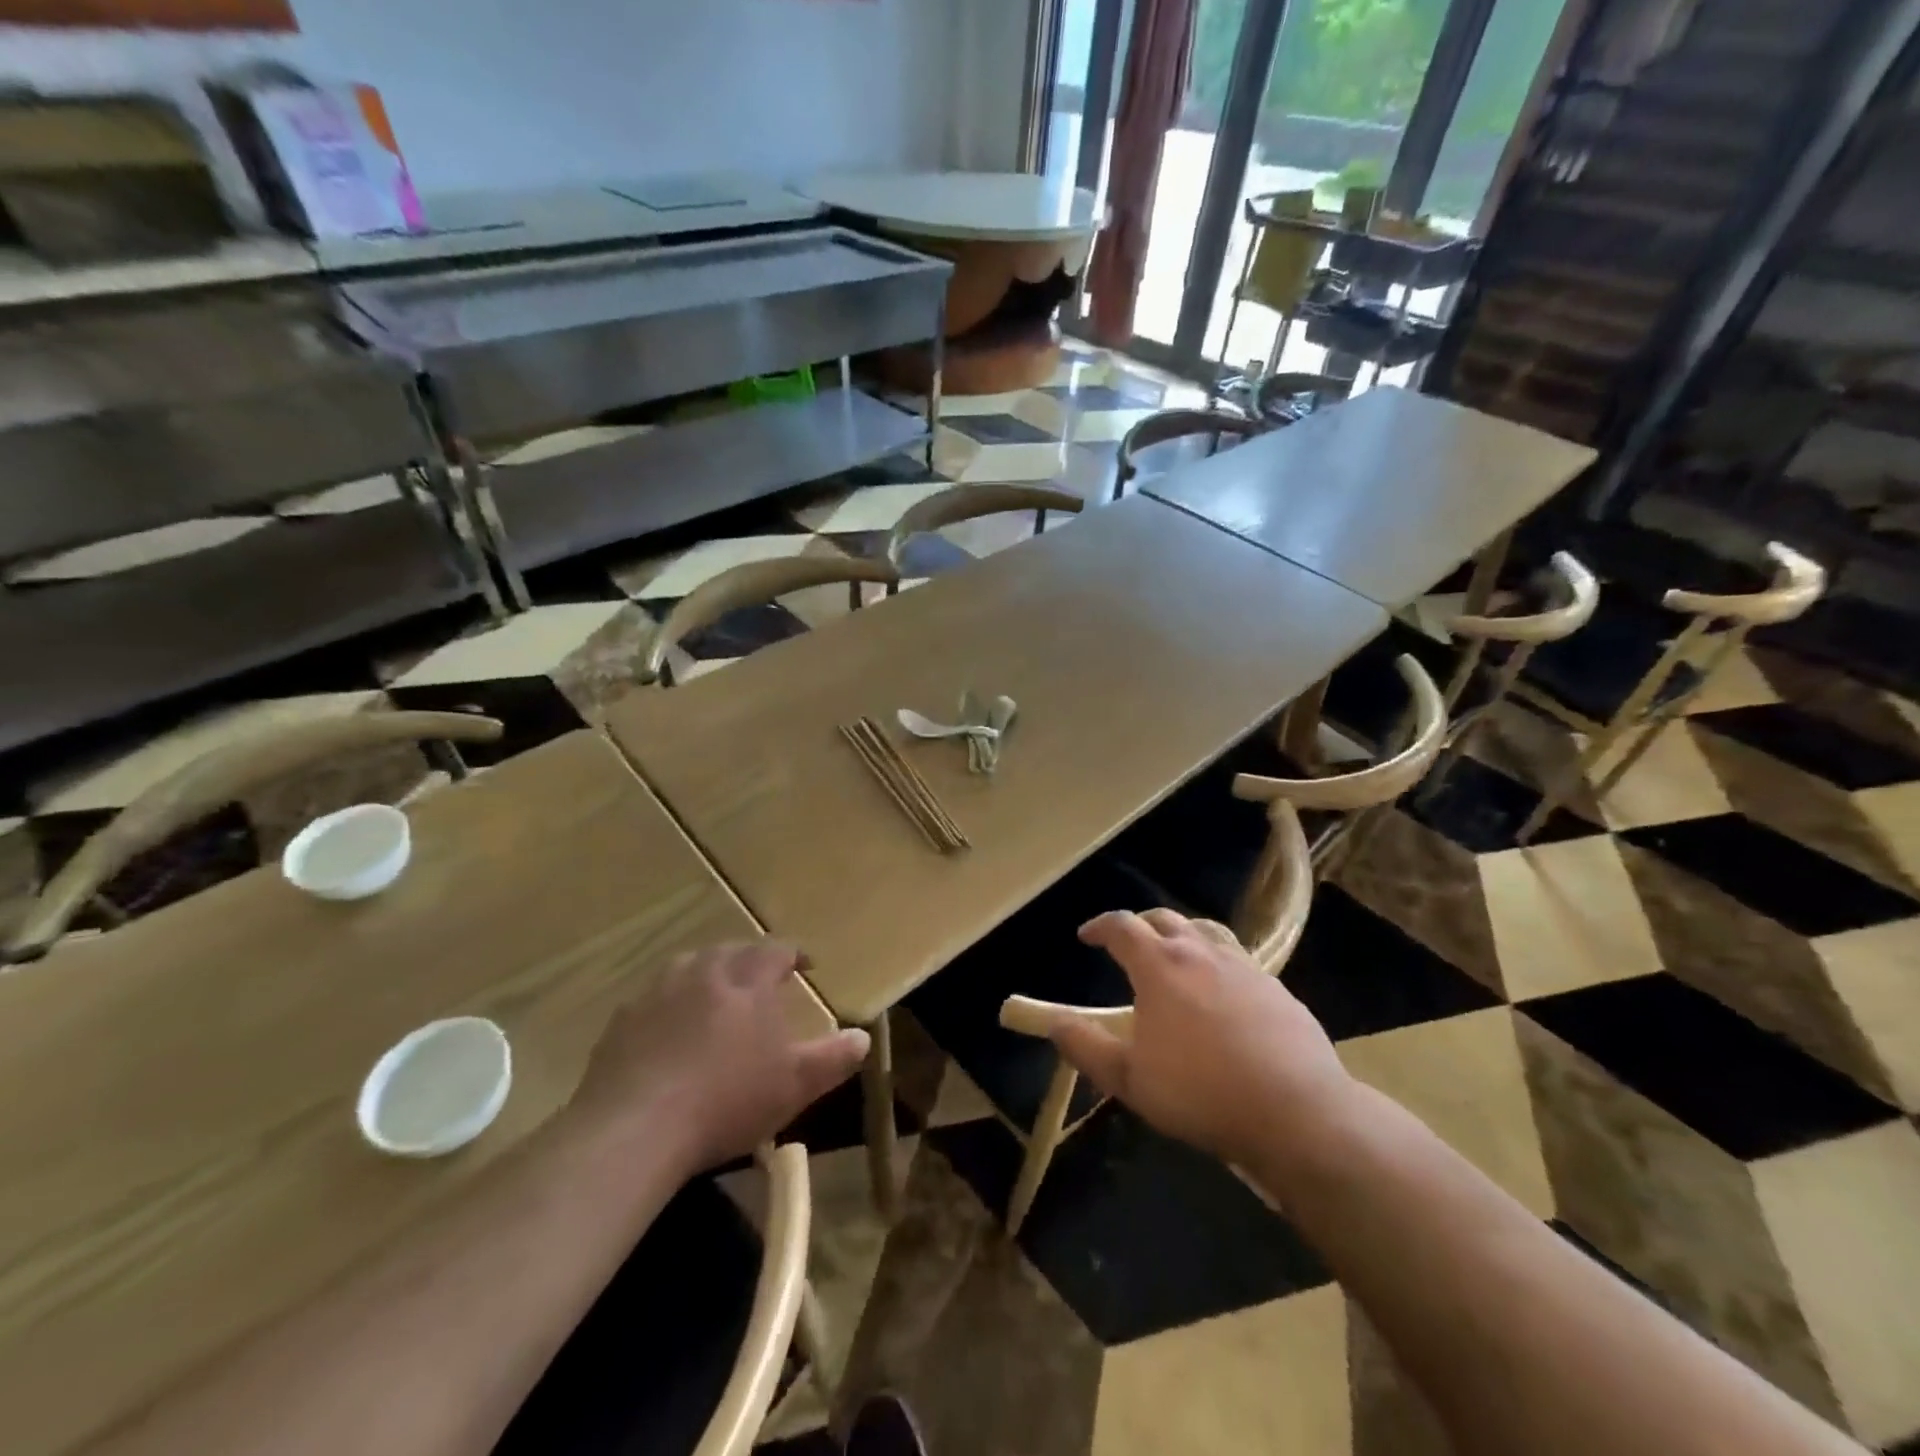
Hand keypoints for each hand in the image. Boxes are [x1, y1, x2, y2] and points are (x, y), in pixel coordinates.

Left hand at [570, 942, 869, 1172]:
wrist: (633, 1130)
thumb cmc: (726, 1100)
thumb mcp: (794, 1085)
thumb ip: (833, 1058)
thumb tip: (863, 1038)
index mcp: (746, 979)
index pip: (776, 950)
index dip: (794, 954)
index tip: (806, 966)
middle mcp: (702, 971)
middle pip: (731, 952)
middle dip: (750, 962)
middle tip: (761, 983)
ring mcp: (657, 992)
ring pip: (689, 968)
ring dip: (708, 976)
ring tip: (716, 999)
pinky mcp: (621, 1020)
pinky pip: (654, 999)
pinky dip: (670, 1005)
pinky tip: (669, 1033)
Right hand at [1046, 909, 1355, 1176]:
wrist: (1298, 1113)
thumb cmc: (1201, 1092)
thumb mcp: (1129, 1079)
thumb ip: (1086, 1046)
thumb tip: (1053, 1022)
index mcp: (1160, 965)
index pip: (1122, 926)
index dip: (1100, 926)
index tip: (1086, 937)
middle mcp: (1201, 952)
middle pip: (1164, 919)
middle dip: (1139, 925)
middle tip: (1127, 944)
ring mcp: (1244, 966)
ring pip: (1205, 932)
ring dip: (1181, 935)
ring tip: (1174, 956)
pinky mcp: (1277, 988)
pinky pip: (1238, 960)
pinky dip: (1217, 962)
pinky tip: (1221, 993)